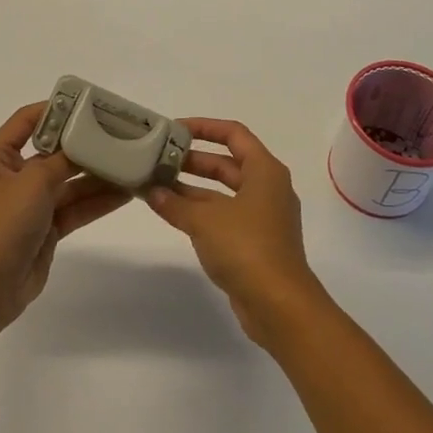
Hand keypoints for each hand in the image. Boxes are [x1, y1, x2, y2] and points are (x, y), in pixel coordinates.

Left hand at [0, 102, 130, 329]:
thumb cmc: (3, 223)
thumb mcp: (33, 181)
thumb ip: (62, 160)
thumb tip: (84, 146)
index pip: (26, 121)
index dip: (54, 110)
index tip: (87, 106)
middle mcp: (14, 177)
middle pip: (54, 152)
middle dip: (85, 146)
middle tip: (119, 135)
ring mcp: (31, 205)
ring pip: (70, 183)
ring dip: (98, 175)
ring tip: (131, 163)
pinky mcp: (46, 229)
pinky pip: (76, 208)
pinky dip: (98, 202)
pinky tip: (126, 194)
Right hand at [146, 118, 324, 345]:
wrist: (280, 306)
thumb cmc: (247, 248)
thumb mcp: (205, 220)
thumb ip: (175, 203)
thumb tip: (152, 191)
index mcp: (265, 171)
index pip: (234, 134)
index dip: (204, 127)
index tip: (174, 129)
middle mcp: (267, 188)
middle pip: (227, 163)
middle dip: (193, 160)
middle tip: (160, 158)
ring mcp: (263, 217)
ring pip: (224, 191)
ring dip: (193, 188)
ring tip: (158, 185)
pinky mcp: (255, 243)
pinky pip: (224, 215)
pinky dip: (201, 211)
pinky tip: (173, 213)